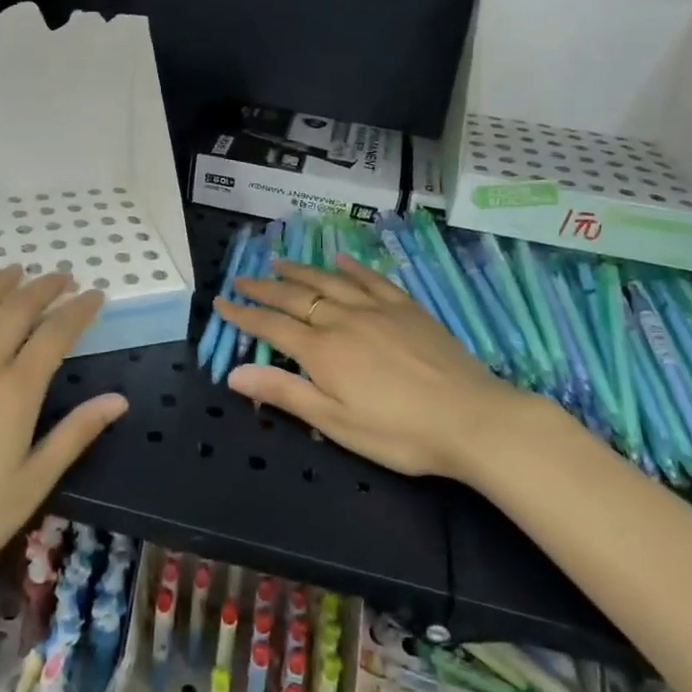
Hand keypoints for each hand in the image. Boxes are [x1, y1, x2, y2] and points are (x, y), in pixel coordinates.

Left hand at [0, 267, 125, 611]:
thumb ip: (75, 434)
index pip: (55, 335)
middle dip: (43, 288)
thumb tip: (118, 400)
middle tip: (61, 277)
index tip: (95, 295)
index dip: (78, 310)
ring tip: (15, 270)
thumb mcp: (33, 484)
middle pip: (16, 310)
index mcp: (15, 393)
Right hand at [215, 255, 518, 480]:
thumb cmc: (399, 433)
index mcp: (322, 350)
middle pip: (295, 297)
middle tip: (242, 278)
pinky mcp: (406, 308)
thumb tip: (233, 372)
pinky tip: (340, 258)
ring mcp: (376, 309)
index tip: (220, 302)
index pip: (271, 326)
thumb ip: (285, 392)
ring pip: (328, 281)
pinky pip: (371, 279)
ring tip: (278, 261)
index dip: (243, 314)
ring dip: (300, 271)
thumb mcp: (335, 423)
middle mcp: (342, 319)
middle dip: (264, 288)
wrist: (471, 419)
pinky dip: (351, 266)